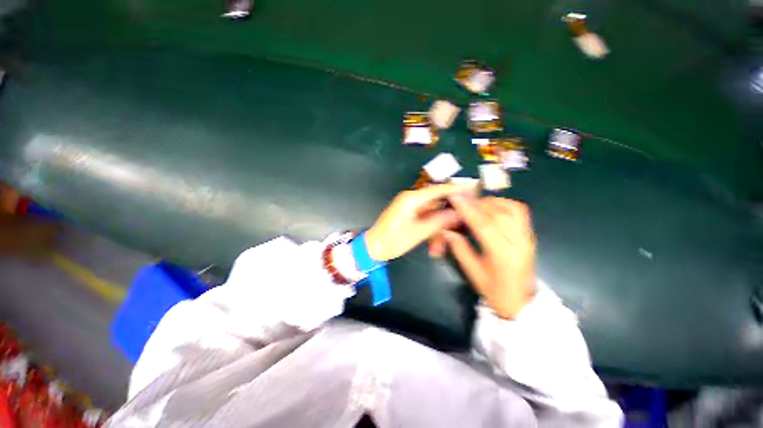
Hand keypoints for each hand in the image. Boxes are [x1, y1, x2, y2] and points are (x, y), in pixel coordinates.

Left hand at [364, 183, 477, 261]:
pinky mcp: (408, 213)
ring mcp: (409, 206)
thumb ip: (440, 220)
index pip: (438, 189)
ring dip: (438, 226)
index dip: (456, 188)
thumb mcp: (419, 232)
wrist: (374, 248)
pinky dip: (431, 228)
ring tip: (440, 246)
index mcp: (412, 199)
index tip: (473, 187)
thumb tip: (458, 212)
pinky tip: (434, 244)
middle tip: (461, 223)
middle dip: (448, 215)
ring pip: (432, 212)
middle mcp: (411, 198)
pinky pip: (425, 217)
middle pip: (437, 201)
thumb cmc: (394, 240)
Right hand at [443, 197, 536, 318]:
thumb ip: (460, 249)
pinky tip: (491, 207)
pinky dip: (504, 204)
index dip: (468, 210)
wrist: (521, 302)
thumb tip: (447, 230)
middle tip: (461, 199)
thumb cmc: (494, 291)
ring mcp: (527, 238)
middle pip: (499, 213)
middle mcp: (519, 243)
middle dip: (477, 203)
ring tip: (476, 204)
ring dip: (492, 202)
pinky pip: (520, 212)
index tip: (456, 198)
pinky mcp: (530, 235)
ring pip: (513, 208)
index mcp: (503, 256)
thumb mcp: (473, 273)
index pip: (484, 226)